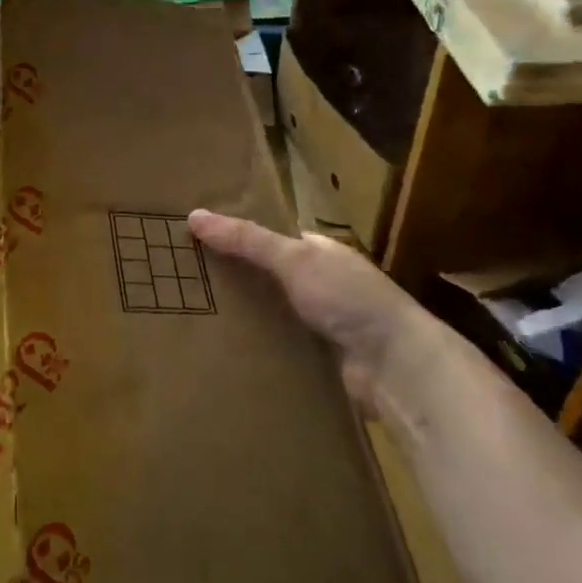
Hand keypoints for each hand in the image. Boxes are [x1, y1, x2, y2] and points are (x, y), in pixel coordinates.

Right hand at [188, 208, 431, 407]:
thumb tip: (193, 215)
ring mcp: (321, 323)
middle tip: (185, 280)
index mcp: (320, 252)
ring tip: (191, 313)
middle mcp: (321, 283)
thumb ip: (246, 240)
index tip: (196, 239)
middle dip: (233, 278)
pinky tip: (221, 347)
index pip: (271, 238)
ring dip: (242, 315)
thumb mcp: (294, 259)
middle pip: (266, 276)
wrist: (396, 367)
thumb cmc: (349, 298)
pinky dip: (255, 345)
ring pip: (270, 313)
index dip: (236, 236)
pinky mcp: (317, 358)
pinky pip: (277, 345)